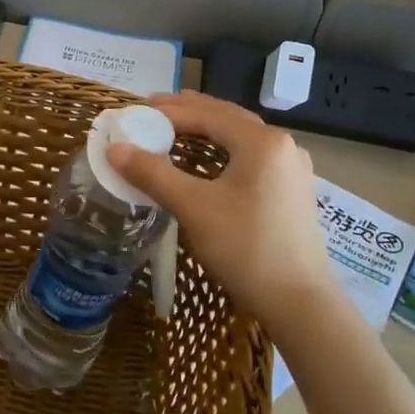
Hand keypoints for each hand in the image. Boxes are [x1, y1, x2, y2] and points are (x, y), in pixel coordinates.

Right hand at [106, 92, 339, 335]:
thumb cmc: (246, 249)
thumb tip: (114, 148)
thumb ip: (153, 173)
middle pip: (227, 117)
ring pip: (241, 136)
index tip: (135, 111)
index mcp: (262, 142)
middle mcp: (282, 145)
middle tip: (151, 110)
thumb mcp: (194, 208)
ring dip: (207, 128)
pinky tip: (207, 158)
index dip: (168, 112)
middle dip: (188, 112)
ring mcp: (292, 168)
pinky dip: (223, 148)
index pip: (207, 114)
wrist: (300, 303)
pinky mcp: (292, 189)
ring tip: (174, 127)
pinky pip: (251, 155)